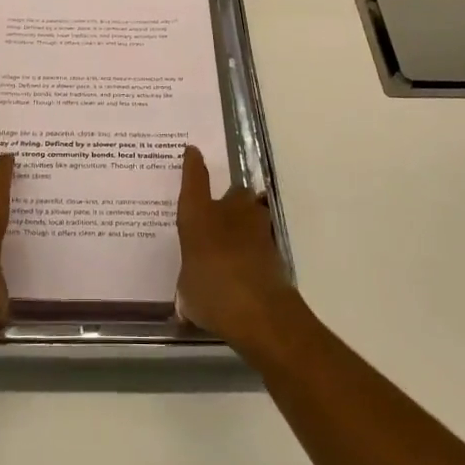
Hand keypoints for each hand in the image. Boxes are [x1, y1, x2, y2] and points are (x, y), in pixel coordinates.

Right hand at [175, 145, 301, 351]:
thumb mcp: (187, 290)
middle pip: (234, 192)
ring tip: (237, 240)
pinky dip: (256, 247)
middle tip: (220, 216)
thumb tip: (193, 286)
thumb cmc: (212, 294)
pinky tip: (248, 265)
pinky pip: (262, 238)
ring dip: (246, 221)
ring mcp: (257, 228)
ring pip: (252, 212)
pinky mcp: (276, 248)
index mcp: (198, 216)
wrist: (261, 312)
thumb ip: (190, 279)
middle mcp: (229, 213)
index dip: (193, 165)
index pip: (194, 181)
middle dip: (229, 200)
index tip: (193, 152)